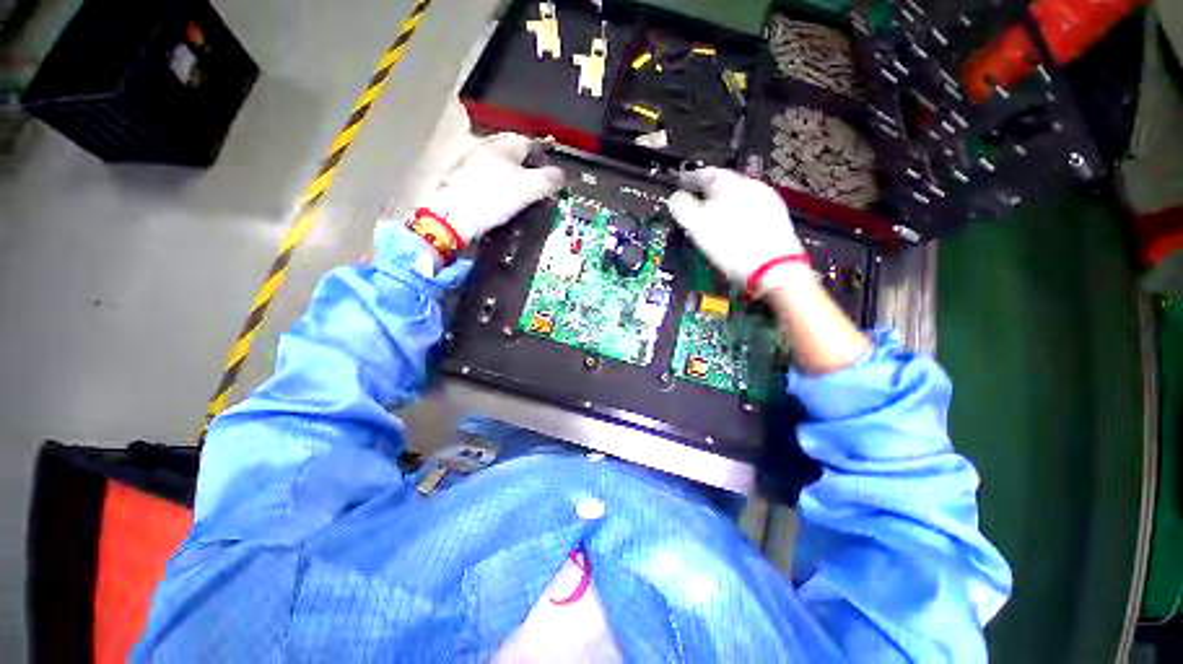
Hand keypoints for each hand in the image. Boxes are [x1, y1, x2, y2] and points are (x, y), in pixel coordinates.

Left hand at [418, 133, 564, 243]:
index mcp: (504, 145)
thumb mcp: (530, 188)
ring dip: (511, 176)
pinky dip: (496, 185)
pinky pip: (485, 177)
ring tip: (519, 194)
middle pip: (513, 152)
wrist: (453, 215)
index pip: (530, 142)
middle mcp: (485, 147)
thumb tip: (562, 175)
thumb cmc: (494, 198)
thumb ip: (550, 179)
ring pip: (498, 165)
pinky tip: (498, 199)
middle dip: (528, 166)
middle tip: (536, 185)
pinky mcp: (459, 178)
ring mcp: (469, 161)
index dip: (544, 156)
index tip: (551, 173)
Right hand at [667, 168, 809, 296]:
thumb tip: (674, 199)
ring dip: (724, 206)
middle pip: (724, 184)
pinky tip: (733, 231)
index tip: (682, 183)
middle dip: (708, 193)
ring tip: (713, 220)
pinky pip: (750, 212)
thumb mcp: (697, 225)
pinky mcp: (775, 219)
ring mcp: (766, 202)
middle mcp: (750, 186)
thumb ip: (682, 207)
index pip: (705, 173)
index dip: (690, 179)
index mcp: (729, 183)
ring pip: (738, 198)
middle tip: (696, 203)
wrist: (772, 267)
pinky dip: (737, 217)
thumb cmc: (733, 246)